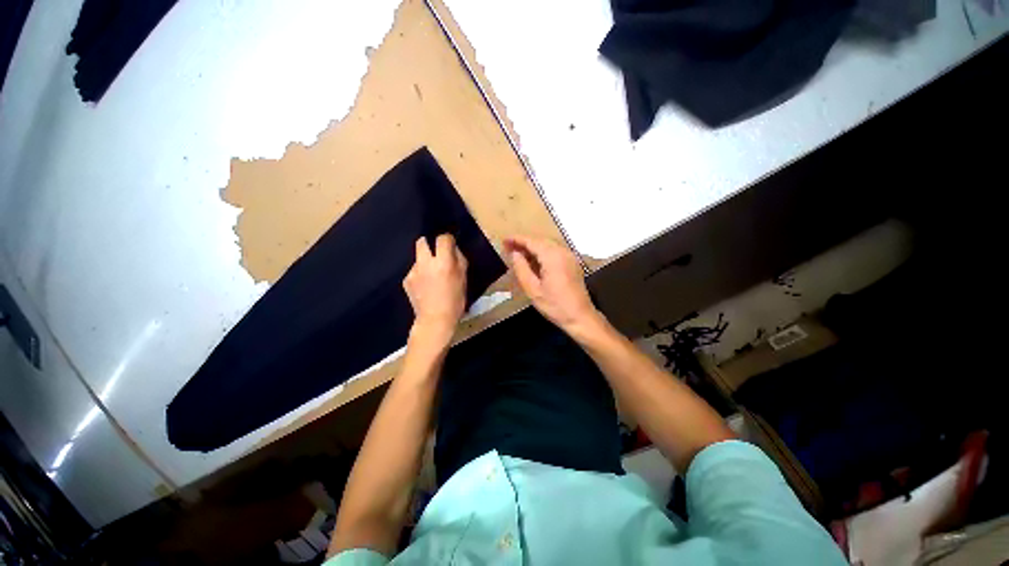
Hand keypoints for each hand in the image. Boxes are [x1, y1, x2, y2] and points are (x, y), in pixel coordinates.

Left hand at [403, 234, 467, 347]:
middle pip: (422, 241)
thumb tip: (453, 250)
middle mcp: (425, 263)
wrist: (435, 319)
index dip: (447, 239)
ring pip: (418, 258)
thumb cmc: (455, 300)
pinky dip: (420, 275)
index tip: (450, 244)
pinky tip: (425, 286)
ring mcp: (413, 271)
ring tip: (431, 275)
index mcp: (443, 262)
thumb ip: (459, 260)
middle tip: (436, 253)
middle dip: (428, 243)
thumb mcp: (464, 279)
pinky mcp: (406, 280)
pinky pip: (414, 271)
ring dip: (425, 262)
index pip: (443, 238)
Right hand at [504, 235, 601, 333]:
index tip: (504, 240)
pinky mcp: (573, 263)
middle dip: (524, 242)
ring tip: (519, 254)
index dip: (517, 239)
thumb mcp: (532, 289)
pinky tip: (534, 261)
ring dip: (533, 247)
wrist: (580, 317)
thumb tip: (515, 253)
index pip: (532, 241)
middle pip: (540, 240)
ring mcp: (570, 256)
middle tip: (509, 247)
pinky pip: (555, 251)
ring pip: (548, 245)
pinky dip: (543, 252)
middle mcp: (563, 251)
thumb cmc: (554, 305)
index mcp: (552, 257)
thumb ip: (521, 268)